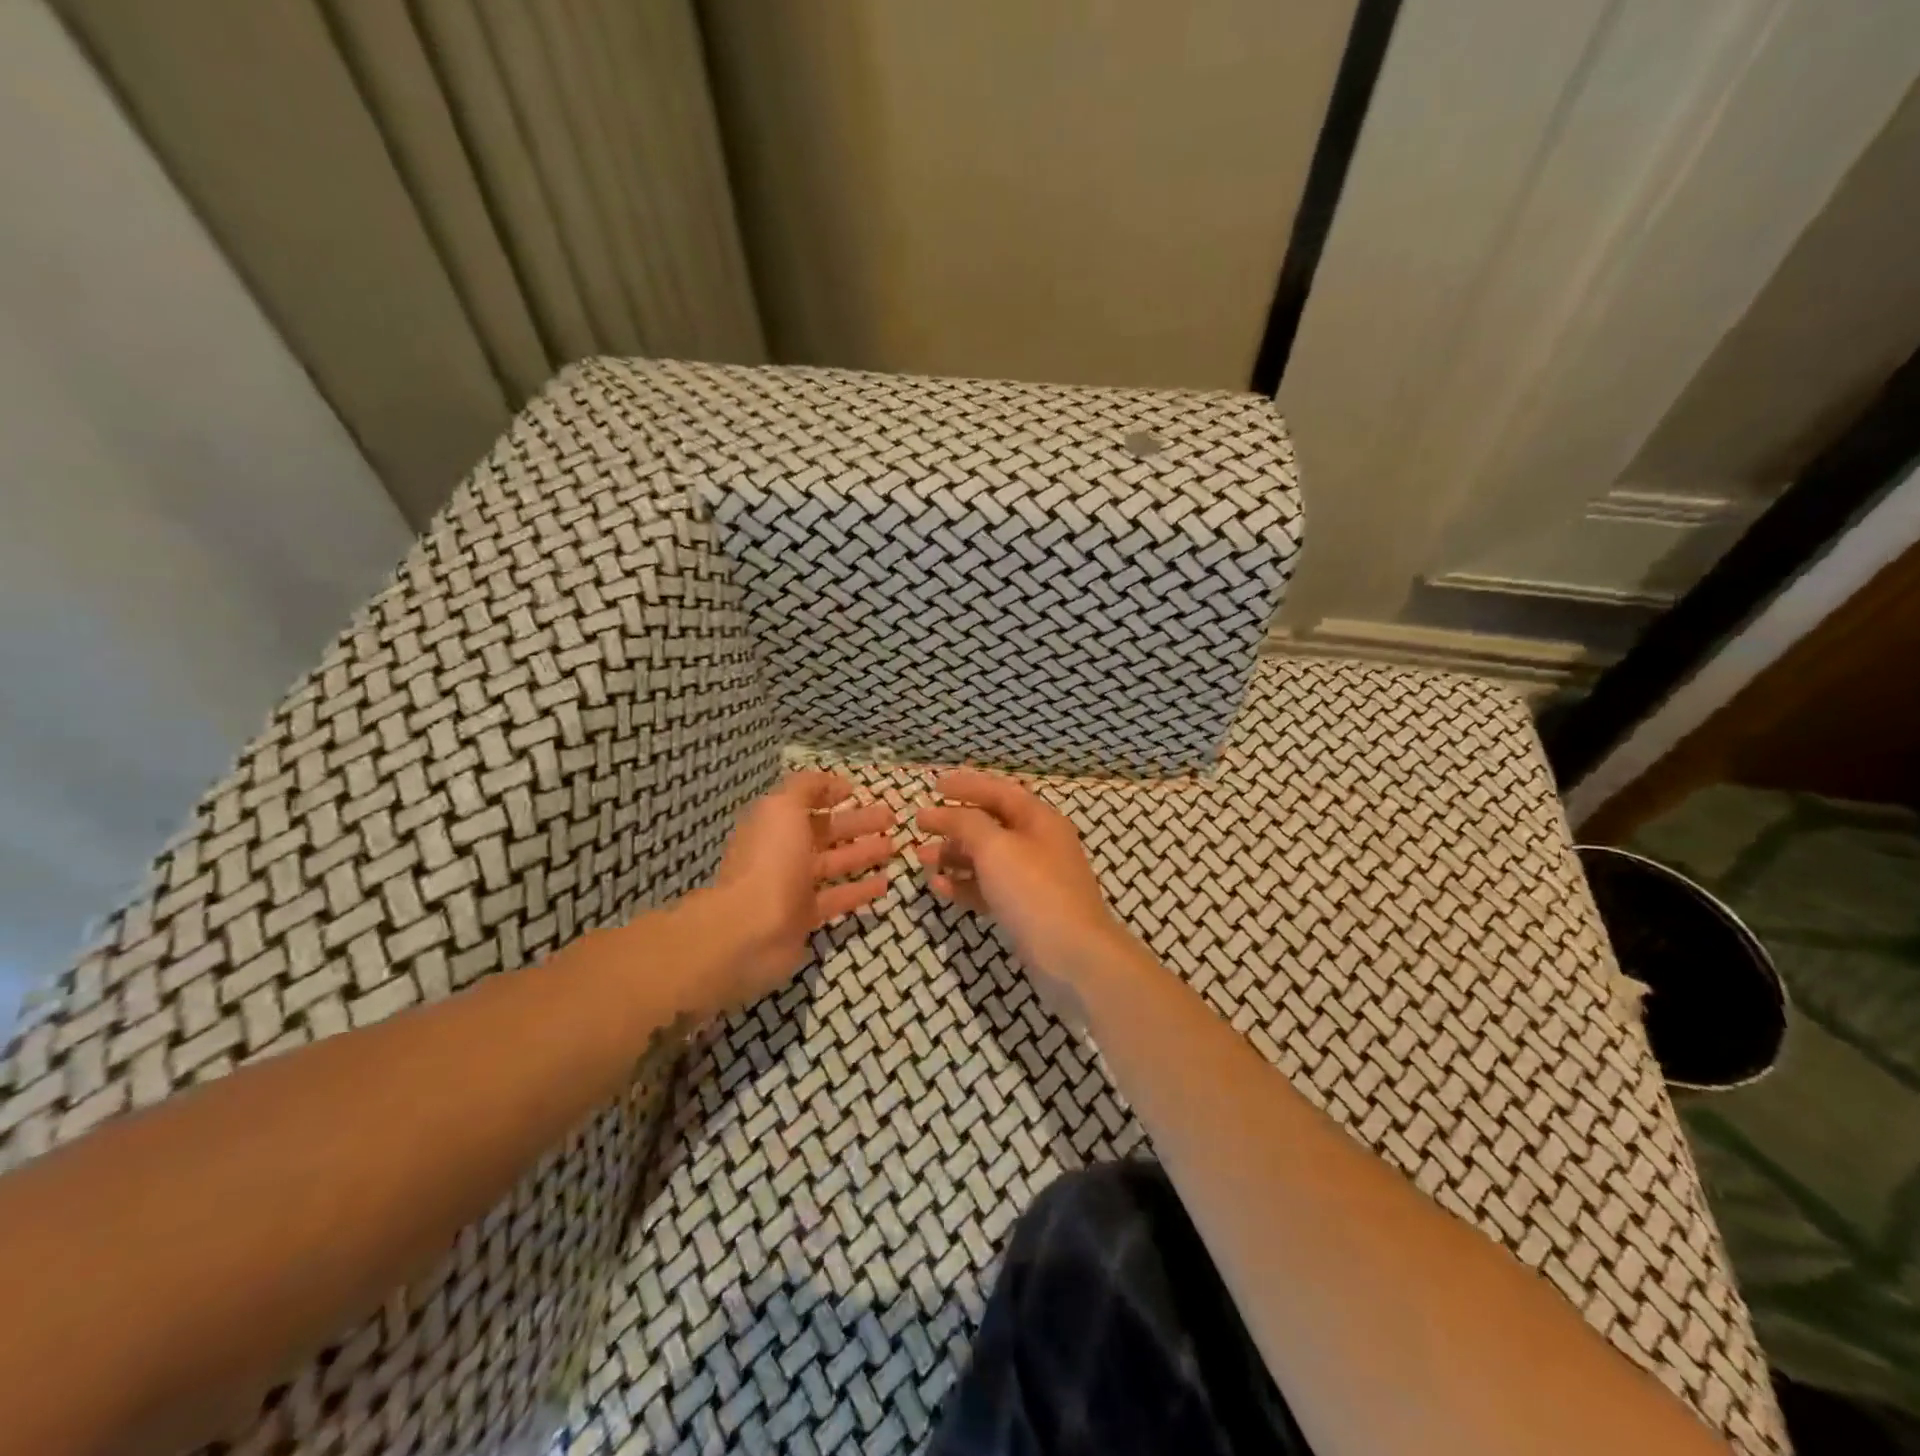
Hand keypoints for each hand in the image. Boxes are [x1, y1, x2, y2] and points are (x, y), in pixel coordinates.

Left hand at [699, 771, 896, 1010]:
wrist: (750, 930)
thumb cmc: (770, 861)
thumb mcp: (783, 808)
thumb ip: (806, 788)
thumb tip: (833, 783)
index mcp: (774, 824)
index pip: (804, 803)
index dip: (828, 794)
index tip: (856, 791)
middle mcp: (783, 852)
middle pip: (825, 833)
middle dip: (857, 823)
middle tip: (891, 819)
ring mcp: (793, 886)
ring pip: (834, 864)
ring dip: (863, 854)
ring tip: (894, 847)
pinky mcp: (806, 917)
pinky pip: (838, 898)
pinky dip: (860, 890)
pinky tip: (885, 883)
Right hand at [915, 769, 1132, 992]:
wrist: (1072, 957)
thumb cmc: (1034, 890)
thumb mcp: (995, 847)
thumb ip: (965, 823)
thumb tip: (941, 812)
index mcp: (1039, 820)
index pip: (999, 791)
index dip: (966, 786)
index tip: (933, 786)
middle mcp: (1038, 844)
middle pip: (990, 825)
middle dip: (954, 824)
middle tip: (919, 826)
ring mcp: (1032, 880)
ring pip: (986, 859)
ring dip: (954, 855)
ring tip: (921, 859)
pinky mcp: (1024, 910)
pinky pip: (988, 889)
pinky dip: (964, 885)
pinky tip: (939, 887)